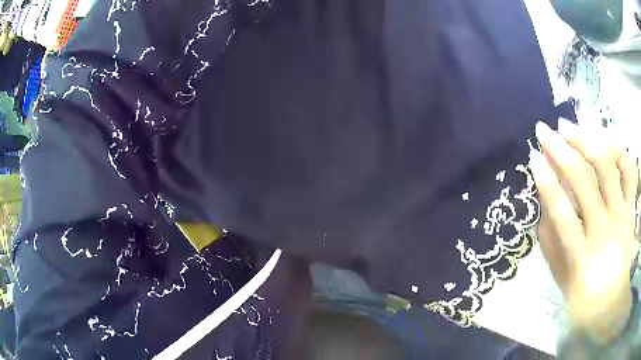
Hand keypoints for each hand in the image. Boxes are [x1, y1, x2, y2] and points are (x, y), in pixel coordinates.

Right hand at [530, 119, 638, 343]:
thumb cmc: (582, 296)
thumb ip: (549, 239)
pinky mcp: (631, 209)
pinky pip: (628, 169)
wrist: (611, 305)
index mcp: (580, 255)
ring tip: (569, 127)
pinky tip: (603, 138)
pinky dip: (617, 148)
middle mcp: (603, 230)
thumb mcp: (559, 276)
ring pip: (607, 165)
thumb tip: (542, 201)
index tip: (532, 158)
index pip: (560, 211)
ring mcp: (620, 215)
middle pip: (582, 180)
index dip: (545, 180)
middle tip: (544, 131)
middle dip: (559, 149)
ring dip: (585, 139)